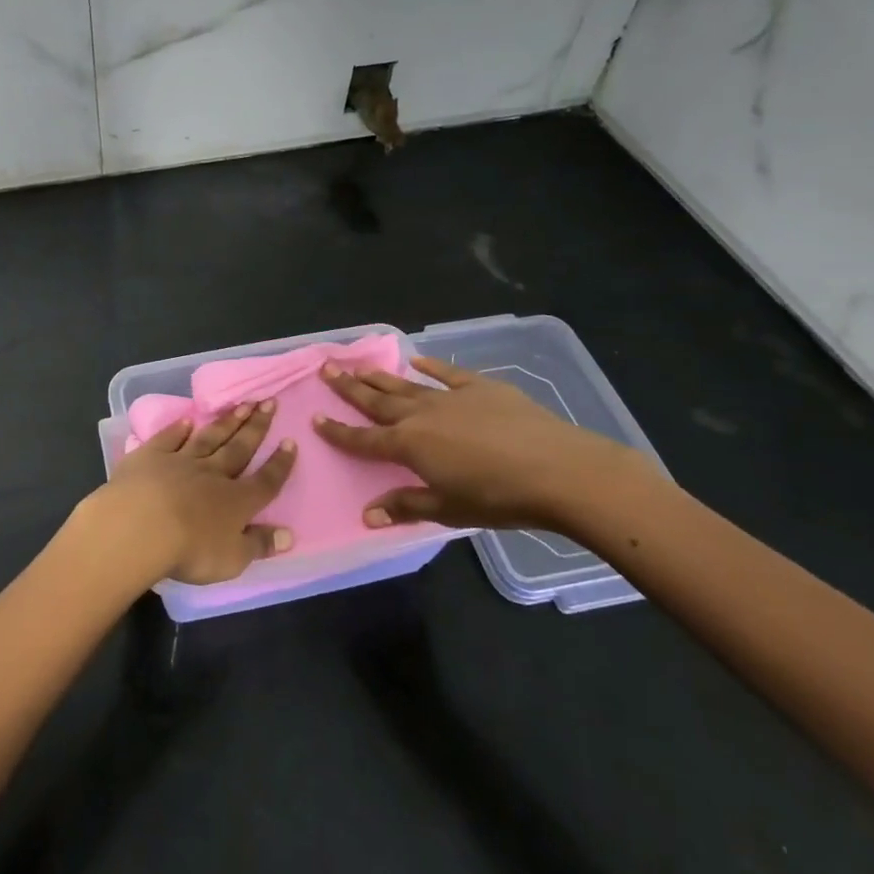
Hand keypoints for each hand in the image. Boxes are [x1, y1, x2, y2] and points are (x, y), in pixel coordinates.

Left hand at [73, 401, 297, 587]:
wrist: (140, 525)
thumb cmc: (190, 550)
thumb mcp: (232, 558)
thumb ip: (259, 544)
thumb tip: (289, 535)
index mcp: (236, 501)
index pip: (265, 481)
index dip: (280, 464)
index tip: (291, 441)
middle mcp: (212, 474)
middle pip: (239, 448)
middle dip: (257, 427)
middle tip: (269, 402)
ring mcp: (180, 461)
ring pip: (209, 438)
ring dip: (227, 422)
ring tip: (242, 404)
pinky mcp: (150, 456)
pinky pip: (169, 438)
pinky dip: (179, 429)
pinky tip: (188, 420)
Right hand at [313, 356, 656, 533]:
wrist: (558, 470)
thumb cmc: (499, 498)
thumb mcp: (449, 509)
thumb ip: (405, 506)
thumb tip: (366, 514)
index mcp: (409, 446)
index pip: (363, 439)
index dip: (337, 431)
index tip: (315, 418)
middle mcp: (420, 415)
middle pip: (377, 401)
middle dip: (349, 388)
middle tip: (325, 369)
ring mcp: (450, 397)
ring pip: (405, 384)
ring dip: (379, 375)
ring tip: (356, 364)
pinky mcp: (480, 387)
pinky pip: (446, 373)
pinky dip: (429, 365)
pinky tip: (416, 359)